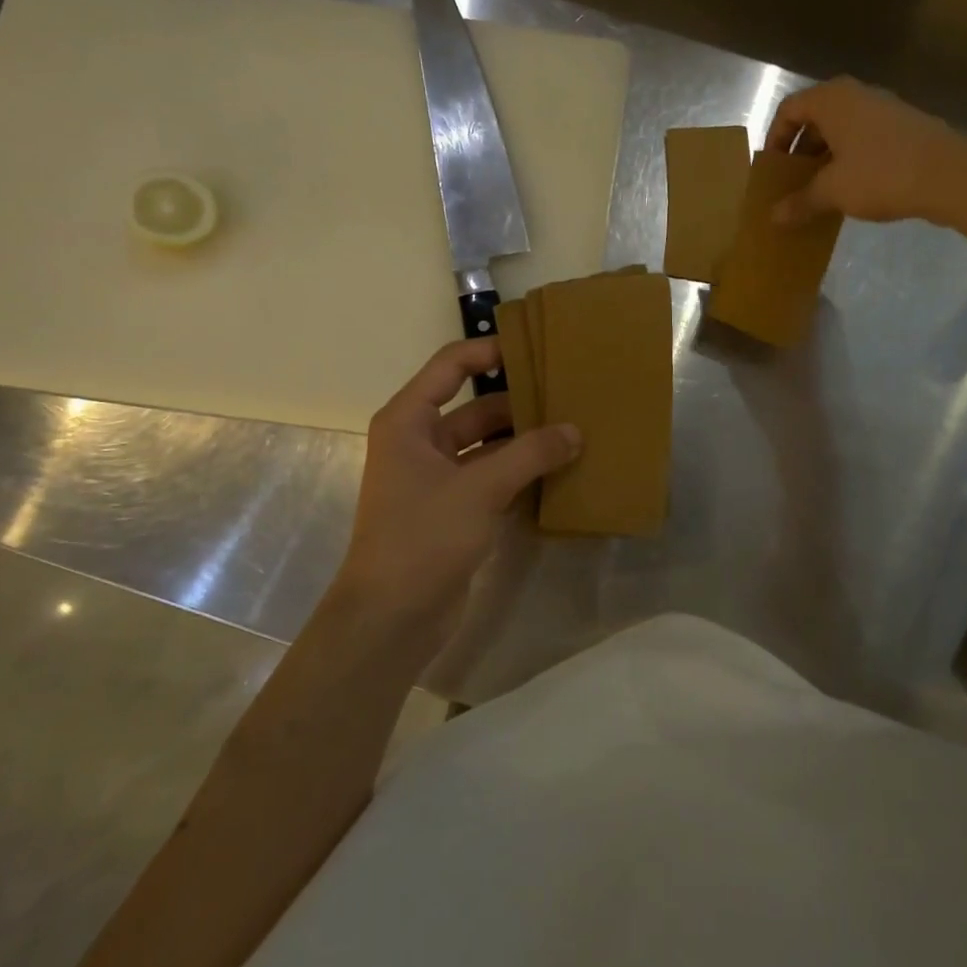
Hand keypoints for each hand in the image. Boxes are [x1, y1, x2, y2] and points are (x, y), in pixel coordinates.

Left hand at [336, 339, 579, 644]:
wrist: (391, 618)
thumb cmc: (423, 537)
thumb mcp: (480, 489)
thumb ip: (530, 454)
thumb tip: (575, 431)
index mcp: (409, 422)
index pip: (450, 367)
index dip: (489, 350)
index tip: (535, 348)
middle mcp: (420, 442)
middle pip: (475, 407)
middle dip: (520, 404)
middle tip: (569, 396)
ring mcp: (437, 478)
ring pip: (488, 445)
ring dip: (525, 441)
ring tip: (574, 431)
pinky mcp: (454, 509)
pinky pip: (493, 477)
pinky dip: (521, 472)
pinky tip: (559, 470)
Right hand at [767, 77, 966, 225]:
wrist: (951, 174)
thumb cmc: (881, 174)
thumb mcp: (832, 191)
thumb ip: (800, 202)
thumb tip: (774, 217)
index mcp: (832, 99)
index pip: (789, 110)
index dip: (774, 139)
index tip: (772, 170)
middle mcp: (855, 95)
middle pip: (815, 119)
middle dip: (800, 152)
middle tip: (792, 183)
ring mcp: (883, 108)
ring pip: (841, 130)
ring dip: (825, 158)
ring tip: (819, 191)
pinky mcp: (903, 127)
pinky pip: (863, 139)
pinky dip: (849, 160)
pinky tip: (851, 190)